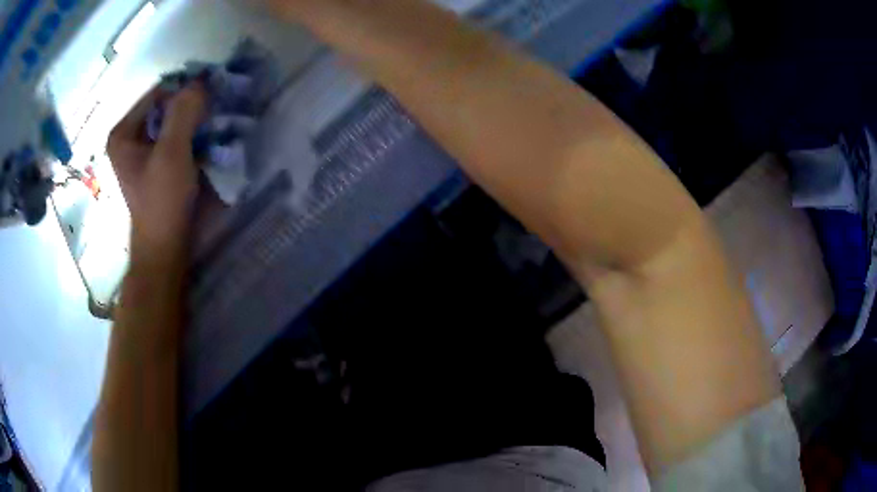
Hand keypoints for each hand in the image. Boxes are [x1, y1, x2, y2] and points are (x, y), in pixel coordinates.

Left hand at [107, 83, 206, 260]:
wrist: (164, 248)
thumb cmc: (161, 202)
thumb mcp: (172, 153)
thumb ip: (183, 112)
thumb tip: (201, 81)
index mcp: (123, 133)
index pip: (158, 92)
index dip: (184, 90)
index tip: (209, 94)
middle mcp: (129, 138)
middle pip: (164, 107)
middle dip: (190, 106)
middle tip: (213, 110)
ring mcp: (142, 152)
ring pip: (171, 122)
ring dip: (193, 121)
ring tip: (213, 124)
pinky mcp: (155, 164)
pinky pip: (174, 138)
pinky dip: (190, 136)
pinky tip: (206, 141)